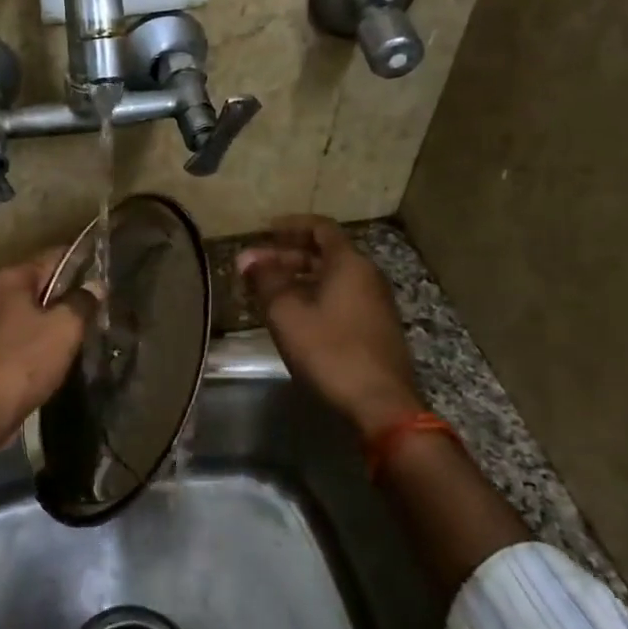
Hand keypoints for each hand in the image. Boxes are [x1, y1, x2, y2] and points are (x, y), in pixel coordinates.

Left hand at [0, 246, 88, 445]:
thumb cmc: (24, 360)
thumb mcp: (64, 327)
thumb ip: (82, 301)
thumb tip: (95, 285)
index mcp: (14, 278)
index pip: (56, 256)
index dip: (84, 262)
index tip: (109, 273)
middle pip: (45, 284)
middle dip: (73, 294)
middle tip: (105, 306)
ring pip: (36, 312)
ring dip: (59, 320)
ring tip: (91, 330)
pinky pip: (26, 336)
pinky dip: (45, 341)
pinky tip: (64, 353)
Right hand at [237, 216, 423, 441]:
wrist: (380, 403)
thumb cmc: (330, 350)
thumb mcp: (287, 313)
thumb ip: (265, 279)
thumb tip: (247, 257)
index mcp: (349, 263)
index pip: (320, 228)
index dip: (290, 226)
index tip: (264, 230)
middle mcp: (367, 275)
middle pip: (325, 253)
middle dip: (287, 255)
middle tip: (254, 266)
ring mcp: (375, 303)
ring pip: (332, 277)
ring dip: (298, 277)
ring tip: (266, 290)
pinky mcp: (375, 327)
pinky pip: (340, 297)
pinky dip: (314, 295)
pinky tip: (292, 314)